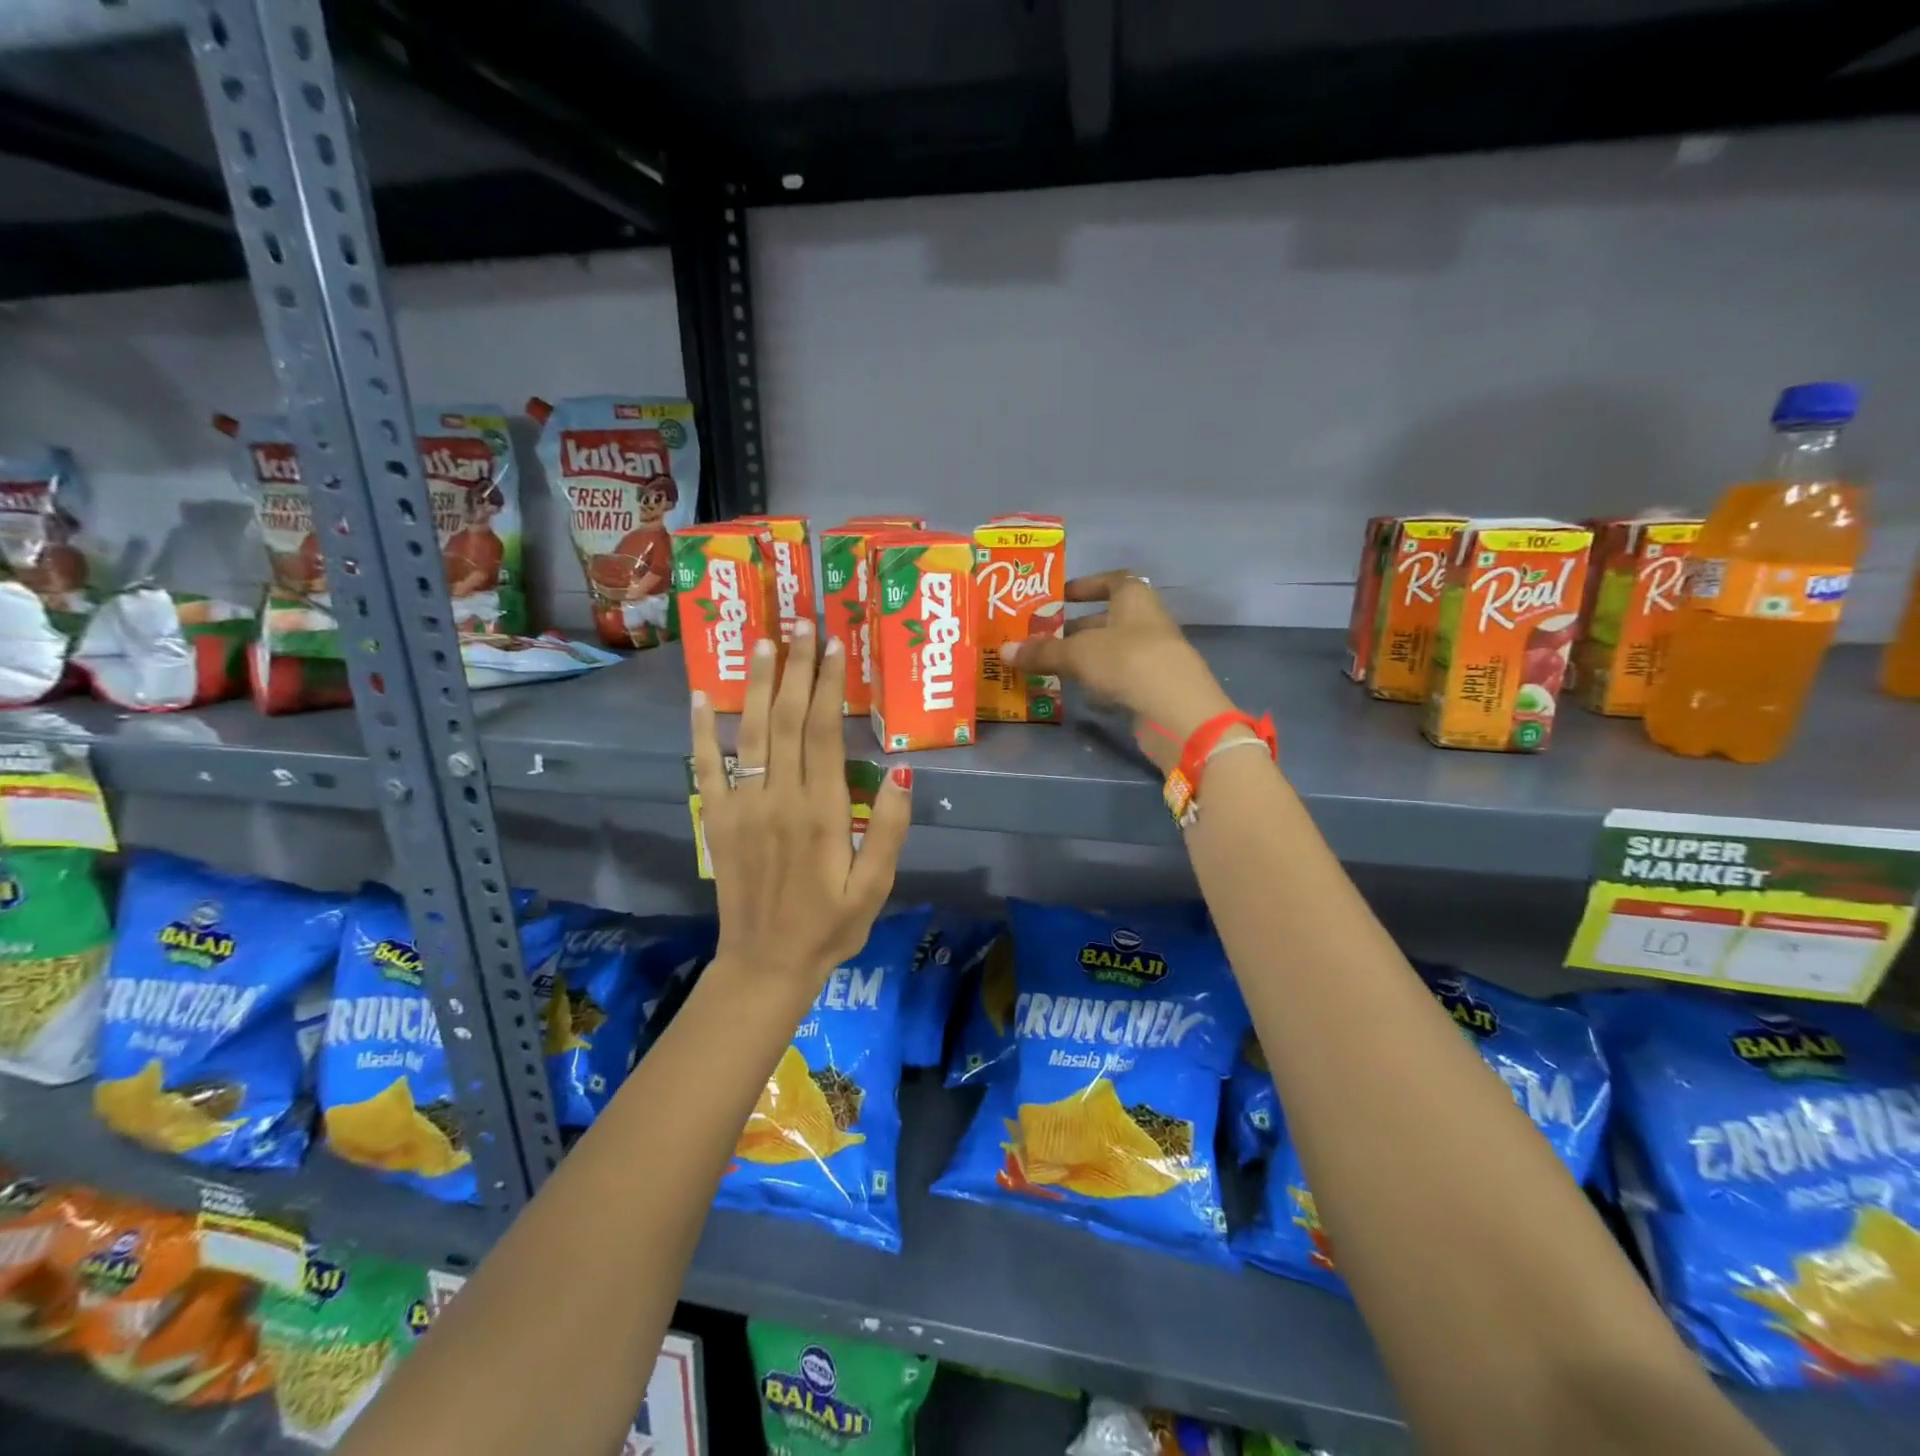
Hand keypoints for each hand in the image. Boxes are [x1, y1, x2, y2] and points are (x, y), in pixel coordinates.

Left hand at [691, 620, 911, 993]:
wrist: (765, 964)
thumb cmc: (830, 926)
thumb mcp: (877, 885)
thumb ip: (892, 827)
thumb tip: (904, 769)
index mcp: (821, 812)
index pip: (823, 731)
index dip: (828, 683)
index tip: (835, 644)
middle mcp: (778, 799)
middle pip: (785, 719)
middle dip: (795, 666)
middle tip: (801, 622)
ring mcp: (741, 807)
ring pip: (748, 732)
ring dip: (754, 683)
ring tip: (762, 641)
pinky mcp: (716, 820)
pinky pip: (705, 768)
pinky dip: (700, 731)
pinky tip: (700, 696)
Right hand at [1001, 571, 1236, 768]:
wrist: (1175, 710)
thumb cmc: (1126, 661)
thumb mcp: (1077, 653)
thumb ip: (1042, 651)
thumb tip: (1003, 651)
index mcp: (1134, 599)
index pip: (1113, 581)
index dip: (1086, 585)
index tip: (1060, 597)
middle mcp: (1147, 622)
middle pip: (1108, 619)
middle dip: (1076, 629)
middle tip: (1042, 638)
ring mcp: (1153, 656)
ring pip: (1113, 652)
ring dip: (1086, 658)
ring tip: (1052, 668)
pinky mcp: (1154, 688)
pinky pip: (1121, 679)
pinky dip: (1101, 685)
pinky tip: (1081, 696)